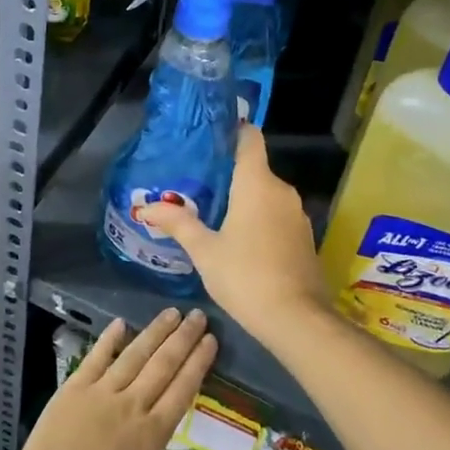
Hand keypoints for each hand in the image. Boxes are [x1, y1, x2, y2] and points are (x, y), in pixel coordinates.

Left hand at [3, 309, 224, 449]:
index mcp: (151, 435)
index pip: (182, 390)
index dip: (198, 363)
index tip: (211, 340)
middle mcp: (130, 405)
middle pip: (162, 364)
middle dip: (183, 338)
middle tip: (198, 315)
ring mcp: (99, 394)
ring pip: (133, 355)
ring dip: (154, 332)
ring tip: (171, 313)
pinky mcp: (72, 391)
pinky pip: (95, 358)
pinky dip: (108, 339)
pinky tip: (120, 323)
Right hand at [139, 126, 330, 350]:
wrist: (297, 320)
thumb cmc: (246, 276)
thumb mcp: (204, 251)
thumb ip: (177, 224)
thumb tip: (145, 207)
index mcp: (257, 183)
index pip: (250, 138)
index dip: (233, 130)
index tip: (211, 135)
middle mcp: (282, 190)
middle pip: (255, 168)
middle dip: (229, 173)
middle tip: (197, 182)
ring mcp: (297, 214)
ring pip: (266, 194)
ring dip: (244, 198)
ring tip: (213, 210)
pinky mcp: (304, 237)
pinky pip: (277, 214)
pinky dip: (260, 218)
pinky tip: (240, 238)